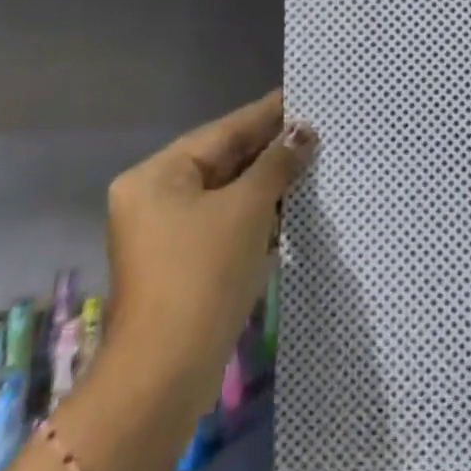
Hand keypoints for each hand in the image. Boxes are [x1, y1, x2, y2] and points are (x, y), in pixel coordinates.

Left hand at [103, 90, 316, 408]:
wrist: (165, 375)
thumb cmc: (203, 275)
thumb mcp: (247, 209)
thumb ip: (277, 164)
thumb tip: (303, 133)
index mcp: (157, 175)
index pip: (224, 131)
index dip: (267, 114)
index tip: (304, 95)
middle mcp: (154, 197)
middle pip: (223, 160)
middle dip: (270, 150)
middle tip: (317, 129)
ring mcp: (165, 234)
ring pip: (226, 193)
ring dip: (267, 182)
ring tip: (313, 160)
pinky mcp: (181, 264)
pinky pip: (223, 222)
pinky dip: (255, 214)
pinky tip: (291, 205)